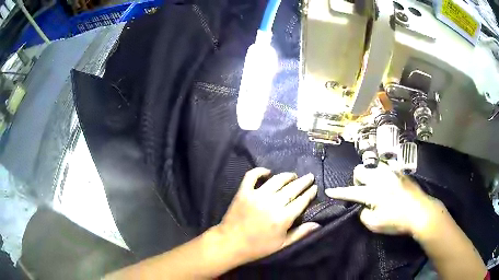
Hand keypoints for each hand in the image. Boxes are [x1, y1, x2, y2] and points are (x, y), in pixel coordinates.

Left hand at [216, 167, 319, 263]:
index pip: (301, 201)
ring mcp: (256, 195)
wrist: (230, 244)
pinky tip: (267, 171)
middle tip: (310, 176)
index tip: (315, 187)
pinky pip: (252, 176)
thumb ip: (300, 233)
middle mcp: (272, 203)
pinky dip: (260, 171)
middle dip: (303, 182)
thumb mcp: (282, 244)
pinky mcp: (243, 192)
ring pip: (276, 180)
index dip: (310, 193)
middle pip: (292, 188)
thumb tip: (318, 224)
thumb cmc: (258, 247)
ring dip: (287, 176)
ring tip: (293, 175)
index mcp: (283, 218)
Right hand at [325, 164, 444, 237]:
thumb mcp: (375, 225)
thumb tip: (363, 207)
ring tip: (377, 188)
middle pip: (360, 170)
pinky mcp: (401, 172)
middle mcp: (380, 178)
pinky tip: (389, 185)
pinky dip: (383, 176)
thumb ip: (364, 214)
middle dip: (357, 180)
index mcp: (373, 192)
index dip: (339, 192)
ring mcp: (392, 172)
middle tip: (363, 192)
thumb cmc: (397, 221)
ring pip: (373, 167)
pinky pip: (386, 169)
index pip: (351, 191)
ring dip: (370, 176)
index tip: (329, 191)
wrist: (421, 212)